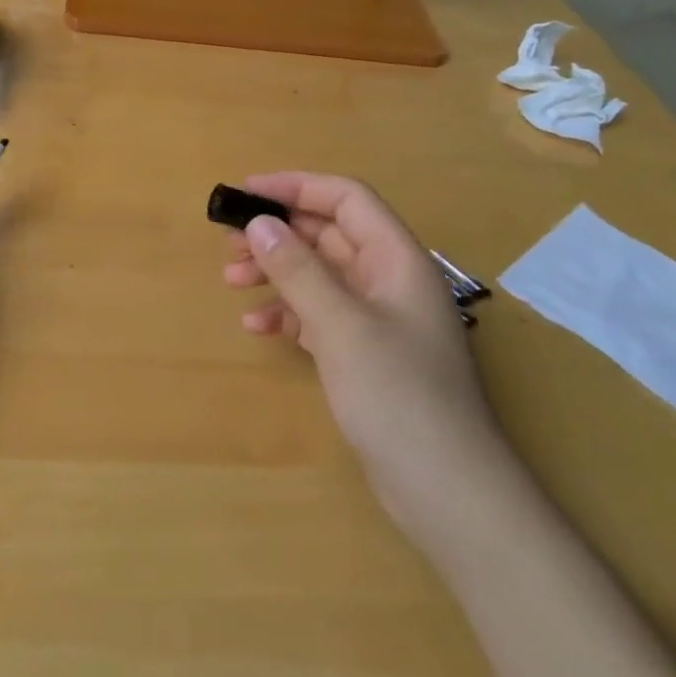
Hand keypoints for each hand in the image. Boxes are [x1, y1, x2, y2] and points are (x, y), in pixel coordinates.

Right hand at [223, 172, 507, 527]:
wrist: (446, 489)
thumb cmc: (398, 395)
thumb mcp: (341, 325)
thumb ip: (299, 270)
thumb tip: (260, 224)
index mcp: (397, 259)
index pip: (346, 199)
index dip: (296, 187)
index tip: (246, 194)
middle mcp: (389, 280)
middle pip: (329, 235)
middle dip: (279, 233)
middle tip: (229, 243)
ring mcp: (379, 320)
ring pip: (320, 275)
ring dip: (277, 272)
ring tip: (232, 281)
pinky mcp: (367, 354)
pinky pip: (320, 315)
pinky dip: (288, 313)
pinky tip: (258, 327)